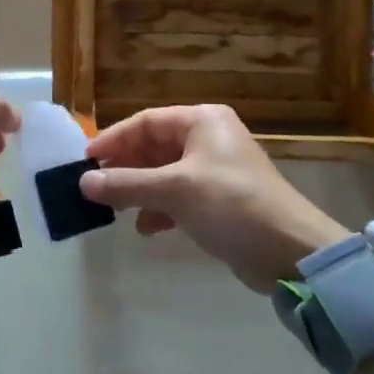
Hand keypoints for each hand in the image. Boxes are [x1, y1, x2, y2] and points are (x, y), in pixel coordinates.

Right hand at [80, 105, 348, 290]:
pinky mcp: (220, 200)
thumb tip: (83, 183)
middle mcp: (208, 139)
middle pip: (154, 146)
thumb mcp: (174, 191)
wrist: (290, 251)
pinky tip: (146, 227)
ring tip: (116, 209)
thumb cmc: (231, 205)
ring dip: (139, 190)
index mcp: (202, 121)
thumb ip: (126, 184)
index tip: (86, 161)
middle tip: (96, 187)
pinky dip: (160, 208)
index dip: (113, 140)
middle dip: (125, 168)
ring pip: (164, 173)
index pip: (146, 122)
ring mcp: (215, 170)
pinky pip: (178, 196)